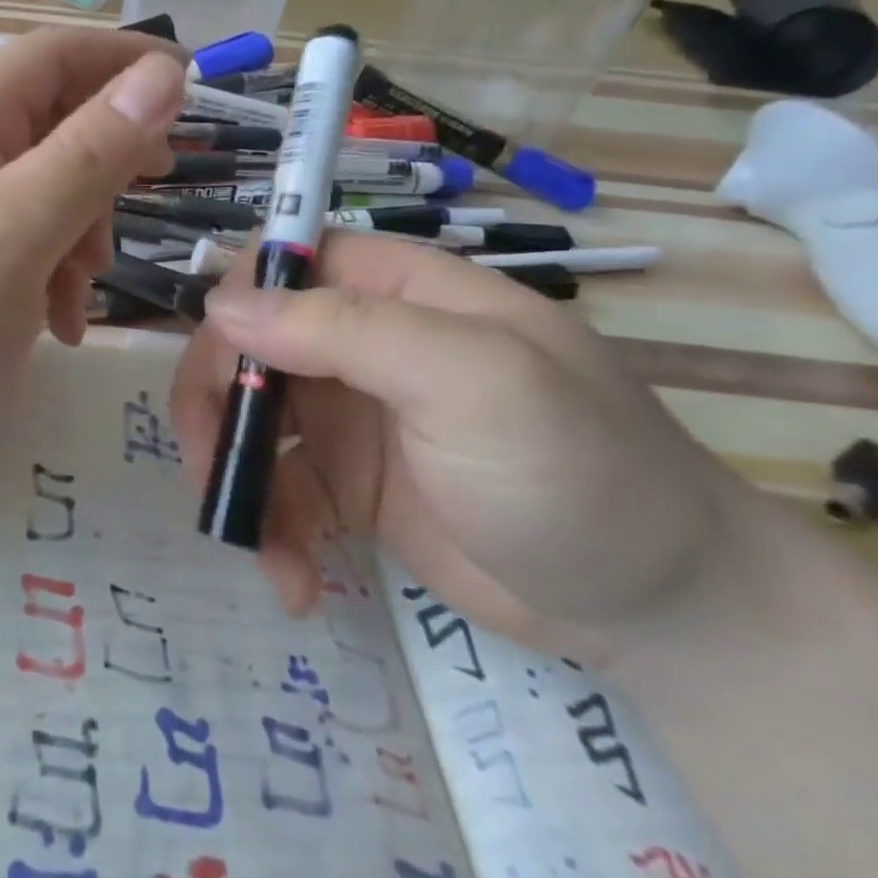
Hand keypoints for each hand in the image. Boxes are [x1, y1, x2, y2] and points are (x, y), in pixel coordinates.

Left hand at [0, 28, 186, 481]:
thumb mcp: (11, 235)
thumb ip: (87, 154)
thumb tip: (160, 74)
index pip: (53, 56)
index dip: (124, 59)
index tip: (193, 86)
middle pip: (51, 124)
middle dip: (107, 162)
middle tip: (154, 191)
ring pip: (40, 192)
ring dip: (79, 232)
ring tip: (83, 295)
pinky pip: (14, 246)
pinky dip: (47, 275)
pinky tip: (54, 326)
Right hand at [173, 231, 734, 660]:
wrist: (666, 613)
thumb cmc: (576, 470)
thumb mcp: (470, 381)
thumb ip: (346, 331)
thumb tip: (222, 305)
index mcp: (396, 293)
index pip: (285, 264)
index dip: (239, 303)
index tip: (217, 369)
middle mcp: (362, 343)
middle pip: (250, 345)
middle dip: (218, 405)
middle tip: (211, 472)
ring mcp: (353, 415)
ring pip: (251, 420)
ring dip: (237, 480)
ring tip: (258, 548)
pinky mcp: (350, 485)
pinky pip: (280, 490)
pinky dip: (272, 532)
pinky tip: (294, 583)